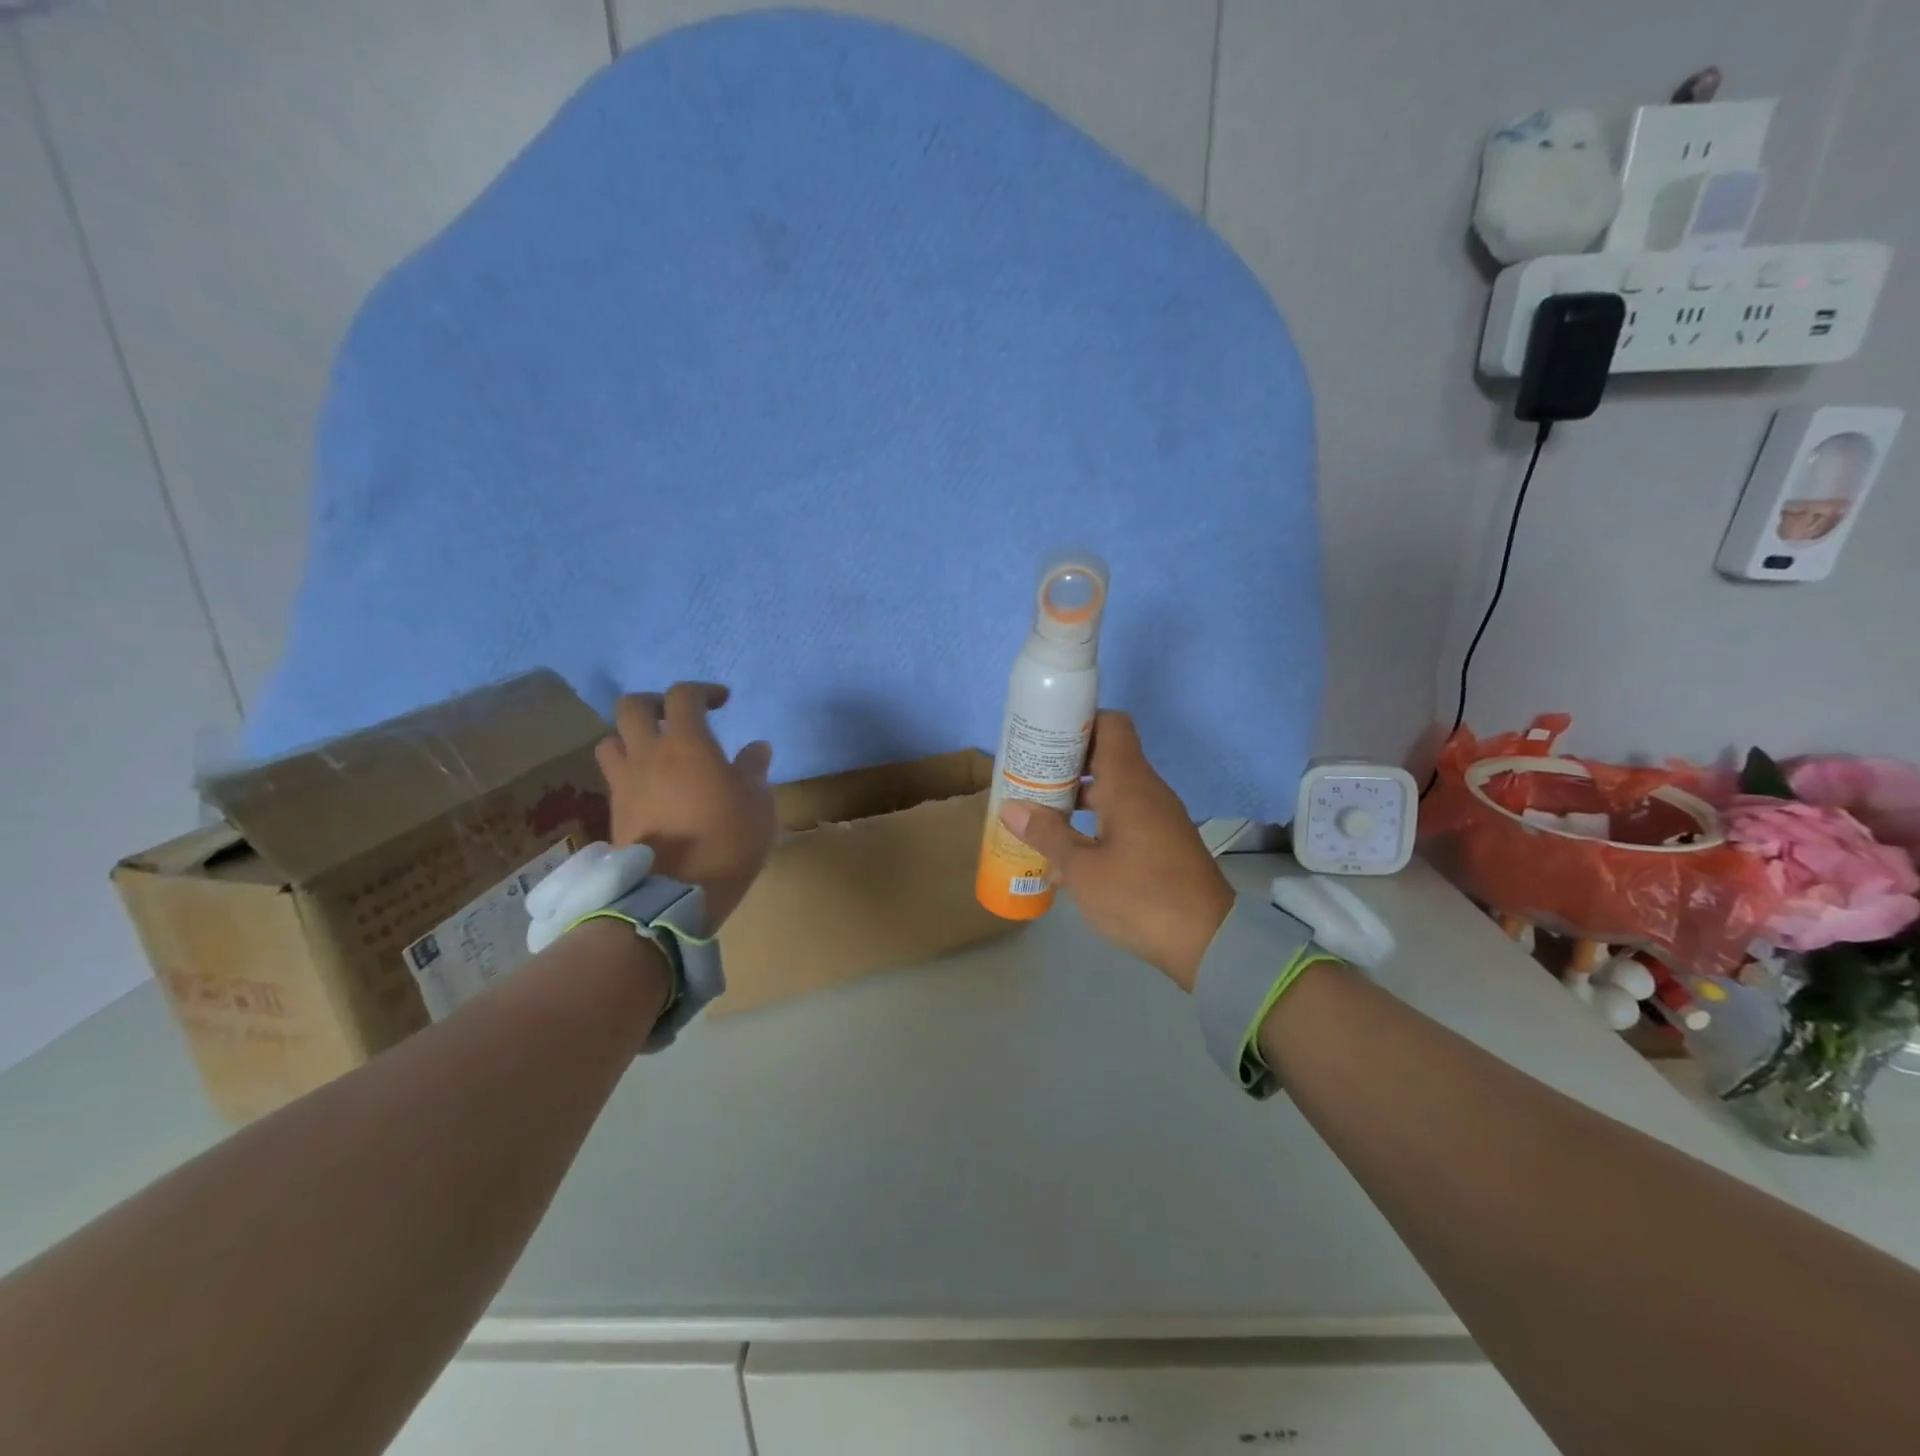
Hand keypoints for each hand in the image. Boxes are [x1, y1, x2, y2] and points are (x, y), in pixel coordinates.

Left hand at [595, 683, 776, 927]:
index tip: (723, 702)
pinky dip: (631, 772)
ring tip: (656, 754)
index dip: (704, 691)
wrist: (674, 895)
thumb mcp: (758, 804)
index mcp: (687, 744)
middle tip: (678, 718)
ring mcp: (625, 783)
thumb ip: (754, 771)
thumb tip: (756, 749)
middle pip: (632, 706)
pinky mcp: (615, 812)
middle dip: (655, 703)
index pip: (684, 695)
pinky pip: (615, 777)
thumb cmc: (727, 841)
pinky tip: (653, 789)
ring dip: (632, 738)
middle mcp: (648, 754)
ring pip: (612, 740)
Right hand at [998, 711, 1234, 990]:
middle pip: (1106, 757)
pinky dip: (1096, 823)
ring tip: (1040, 817)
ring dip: (1078, 799)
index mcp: (1128, 783)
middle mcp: (1146, 790)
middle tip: (1029, 778)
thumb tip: (1010, 807)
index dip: (1078, 722)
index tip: (1045, 737)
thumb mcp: (1082, 869)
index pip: (1110, 724)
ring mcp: (1158, 817)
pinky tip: (1070, 854)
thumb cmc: (1139, 895)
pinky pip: (1125, 817)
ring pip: (1113, 790)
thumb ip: (1046, 834)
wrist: (1208, 942)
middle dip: (1066, 765)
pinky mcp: (1163, 842)